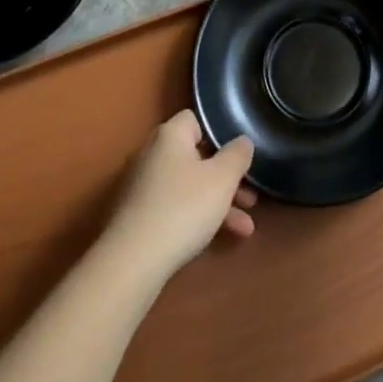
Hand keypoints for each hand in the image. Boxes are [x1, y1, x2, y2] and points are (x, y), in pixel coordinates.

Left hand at [103, 111, 256, 283]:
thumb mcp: (222, 179)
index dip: (219, 134)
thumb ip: (238, 155)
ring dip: (218, 203)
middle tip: (250, 198)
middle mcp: (152, 154)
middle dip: (226, 178)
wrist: (132, 261)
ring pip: (189, 186)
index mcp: (169, 135)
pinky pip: (175, 207)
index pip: (195, 120)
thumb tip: (242, 141)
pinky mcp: (137, 216)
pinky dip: (196, 217)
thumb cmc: (183, 208)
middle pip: (196, 157)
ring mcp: (142, 186)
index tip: (238, 156)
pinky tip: (216, 238)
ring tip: (245, 228)